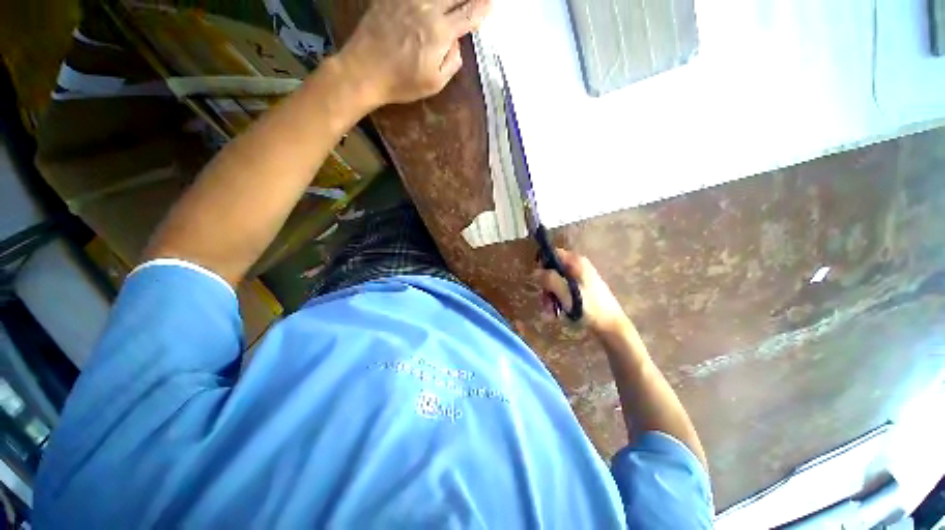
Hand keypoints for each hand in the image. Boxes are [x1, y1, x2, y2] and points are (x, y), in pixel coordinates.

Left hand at [338, 0, 492, 107]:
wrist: (364, 71)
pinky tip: (430, 3)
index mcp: (440, 32)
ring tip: (453, 3)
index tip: (490, 5)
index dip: (482, 9)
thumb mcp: (434, 83)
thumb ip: (452, 63)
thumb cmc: (402, 83)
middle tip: (475, 2)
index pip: (469, 14)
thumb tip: (457, 44)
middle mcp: (427, 8)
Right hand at [535, 248, 629, 335]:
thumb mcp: (566, 293)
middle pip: (553, 270)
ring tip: (549, 311)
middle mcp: (578, 267)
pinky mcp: (581, 290)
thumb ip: (550, 280)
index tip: (538, 280)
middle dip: (546, 286)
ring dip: (550, 296)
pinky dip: (557, 300)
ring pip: (556, 282)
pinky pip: (563, 290)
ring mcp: (580, 279)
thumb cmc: (589, 308)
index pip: (553, 254)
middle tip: (544, 301)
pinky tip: (555, 312)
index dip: (543, 265)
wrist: (611, 326)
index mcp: (576, 262)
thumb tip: (535, 271)